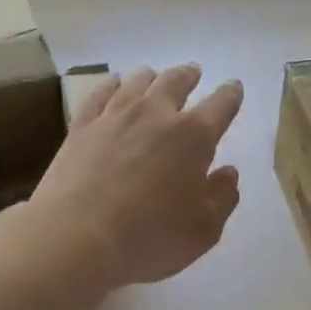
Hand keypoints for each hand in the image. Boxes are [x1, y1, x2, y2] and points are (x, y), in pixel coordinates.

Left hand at [27, 64, 242, 292]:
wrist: (76, 237)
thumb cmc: (150, 236)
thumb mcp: (204, 229)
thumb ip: (222, 197)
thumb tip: (228, 173)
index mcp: (194, 137)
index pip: (221, 105)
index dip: (230, 95)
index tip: (234, 87)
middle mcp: (156, 115)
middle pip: (175, 82)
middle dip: (188, 75)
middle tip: (193, 71)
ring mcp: (115, 116)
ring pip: (137, 82)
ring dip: (151, 77)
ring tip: (153, 75)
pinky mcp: (81, 127)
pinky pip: (100, 94)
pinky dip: (110, 85)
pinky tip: (113, 83)